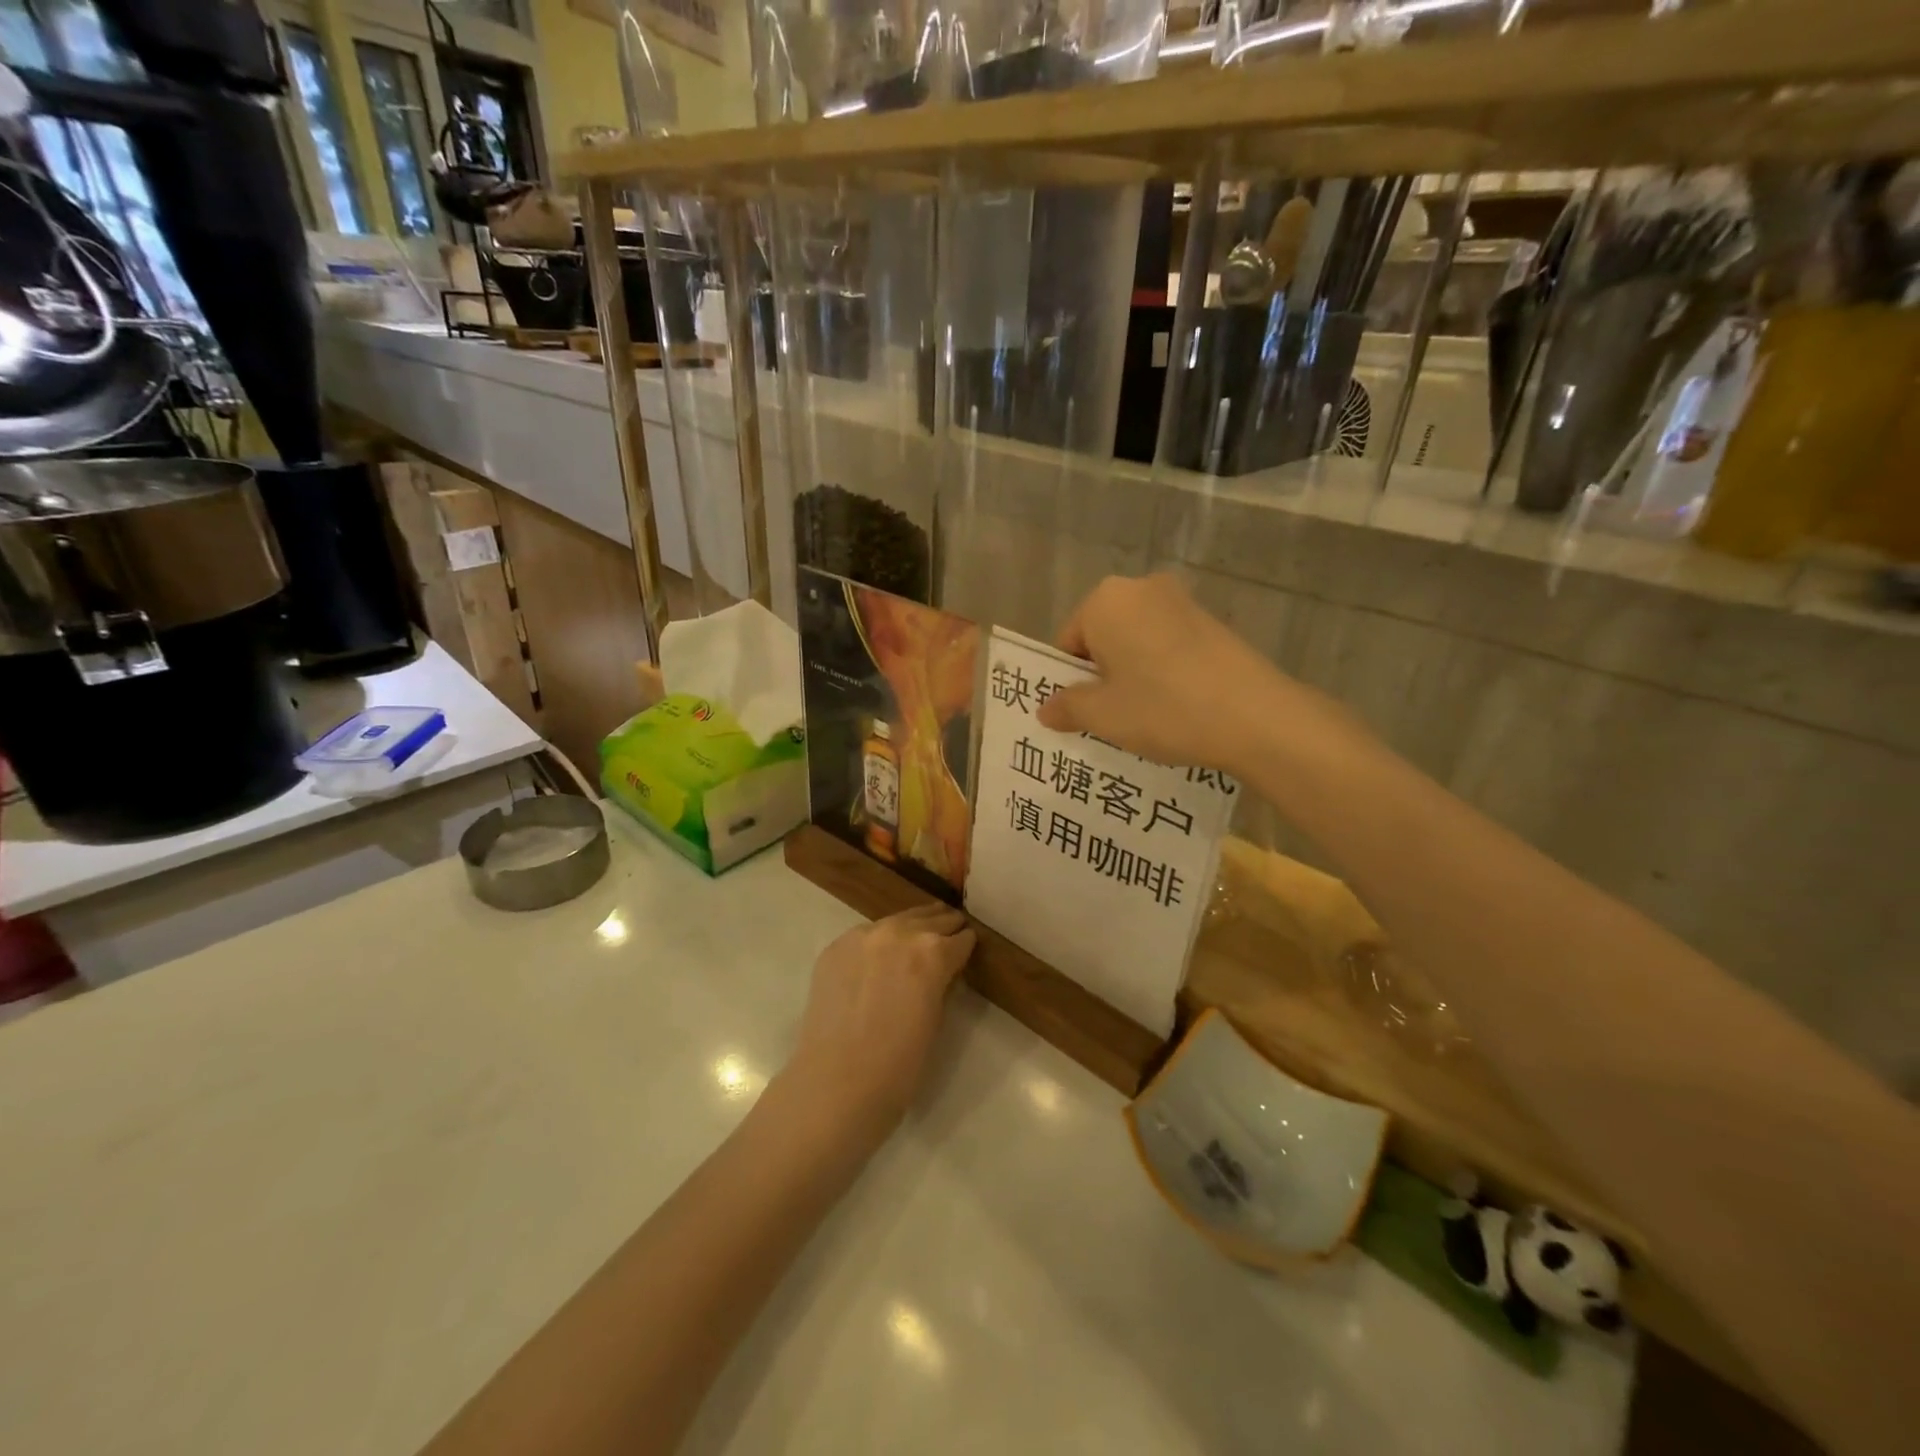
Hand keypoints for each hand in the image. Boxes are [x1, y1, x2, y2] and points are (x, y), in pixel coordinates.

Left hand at [781, 904, 975, 1144]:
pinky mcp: (836, 947)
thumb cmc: (899, 1065)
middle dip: (943, 928)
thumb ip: (942, 984)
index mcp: (933, 953)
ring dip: (912, 927)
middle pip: (931, 919)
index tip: (967, 950)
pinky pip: (866, 935)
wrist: (837, 1082)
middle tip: (949, 934)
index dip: (966, 947)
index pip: (961, 939)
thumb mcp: (936, 1020)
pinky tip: (879, 958)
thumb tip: (942, 972)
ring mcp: (863, 936)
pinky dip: (878, 941)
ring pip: (898, 920)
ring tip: (919, 935)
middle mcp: (900, 933)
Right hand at [1037, 574, 1289, 773]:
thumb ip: (1066, 707)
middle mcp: (1142, 588)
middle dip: (1101, 675)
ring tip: (1146, 716)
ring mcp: (1182, 602)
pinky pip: (1168, 646)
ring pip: (1137, 642)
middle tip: (1111, 717)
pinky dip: (1163, 671)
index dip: (1070, 681)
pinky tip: (1177, 705)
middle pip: (1103, 637)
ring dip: (1132, 674)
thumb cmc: (1162, 708)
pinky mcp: (1213, 621)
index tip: (1084, 713)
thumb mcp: (1102, 715)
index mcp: (1105, 600)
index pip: (1068, 641)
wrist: (1255, 716)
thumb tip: (1046, 708)